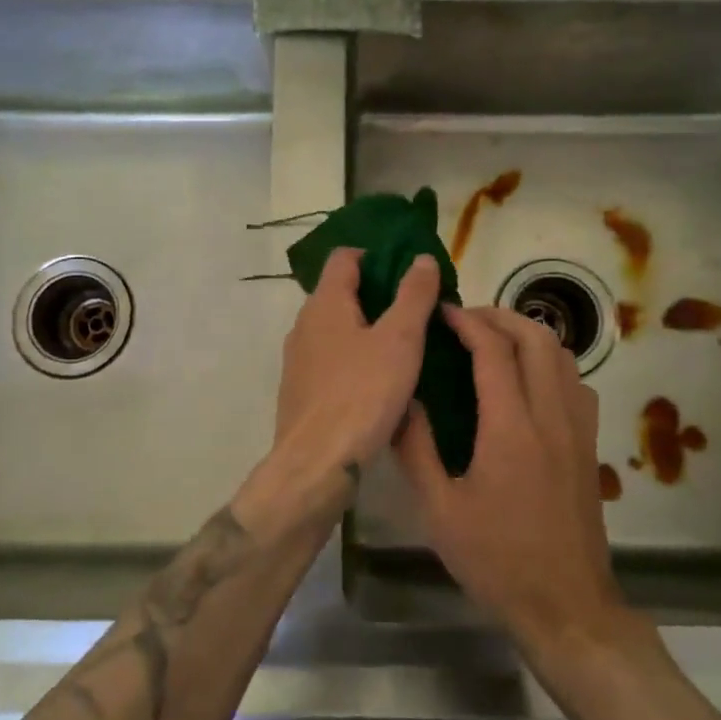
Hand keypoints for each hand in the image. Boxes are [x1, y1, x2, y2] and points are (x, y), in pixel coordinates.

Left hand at [270, 249, 440, 496]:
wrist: (316, 464)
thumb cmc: (362, 394)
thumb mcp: (399, 340)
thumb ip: (413, 295)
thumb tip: (422, 258)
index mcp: (325, 303)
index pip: (344, 257)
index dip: (374, 255)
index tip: (405, 270)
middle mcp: (304, 324)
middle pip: (339, 292)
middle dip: (375, 294)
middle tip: (414, 309)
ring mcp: (298, 359)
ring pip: (335, 329)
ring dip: (365, 328)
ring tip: (402, 345)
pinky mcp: (300, 390)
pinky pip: (330, 360)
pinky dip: (353, 358)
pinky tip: (378, 381)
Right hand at [396, 307, 626, 649]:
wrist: (566, 607)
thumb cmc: (497, 560)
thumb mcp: (440, 511)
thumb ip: (417, 449)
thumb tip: (403, 401)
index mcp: (511, 428)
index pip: (494, 351)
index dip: (467, 322)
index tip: (442, 312)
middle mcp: (551, 416)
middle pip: (537, 338)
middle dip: (500, 317)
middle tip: (466, 321)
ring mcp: (578, 429)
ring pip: (563, 356)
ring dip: (528, 335)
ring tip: (494, 342)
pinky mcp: (590, 445)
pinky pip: (576, 382)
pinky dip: (551, 363)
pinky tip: (528, 382)